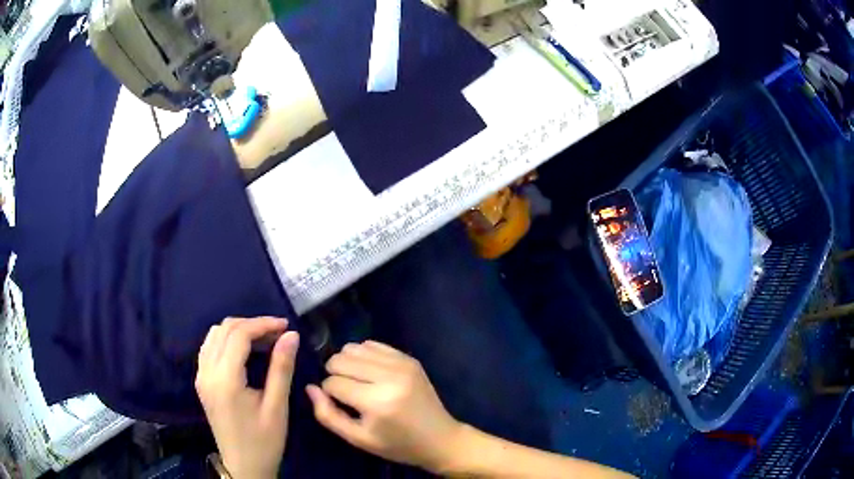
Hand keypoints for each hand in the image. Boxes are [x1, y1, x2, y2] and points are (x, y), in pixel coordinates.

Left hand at [196, 317, 299, 478]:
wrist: (244, 466)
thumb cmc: (264, 441)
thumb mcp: (277, 407)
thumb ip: (281, 368)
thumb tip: (291, 335)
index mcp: (225, 379)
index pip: (239, 335)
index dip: (263, 324)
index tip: (286, 326)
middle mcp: (207, 372)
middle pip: (224, 329)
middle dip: (252, 324)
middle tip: (278, 333)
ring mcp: (201, 376)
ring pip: (214, 335)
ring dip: (238, 330)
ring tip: (263, 339)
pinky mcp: (201, 381)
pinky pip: (209, 347)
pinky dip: (226, 340)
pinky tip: (243, 350)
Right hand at [306, 341, 462, 472]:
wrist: (440, 438)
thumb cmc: (397, 444)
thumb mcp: (358, 439)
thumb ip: (328, 415)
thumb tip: (309, 387)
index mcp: (377, 402)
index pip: (333, 382)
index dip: (329, 393)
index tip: (340, 404)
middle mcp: (389, 377)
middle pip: (340, 359)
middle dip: (334, 374)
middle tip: (346, 392)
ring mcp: (402, 364)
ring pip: (354, 347)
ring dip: (347, 363)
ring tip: (357, 381)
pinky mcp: (409, 358)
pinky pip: (373, 344)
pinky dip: (363, 355)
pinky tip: (370, 372)